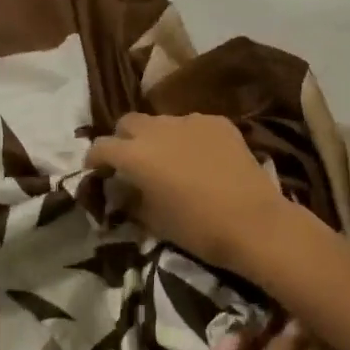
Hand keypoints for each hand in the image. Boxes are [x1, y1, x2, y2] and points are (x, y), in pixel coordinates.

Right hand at [87, 113, 287, 273]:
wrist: (253, 221)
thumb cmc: (198, 228)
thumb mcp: (154, 221)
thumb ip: (132, 199)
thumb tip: (125, 190)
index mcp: (135, 155)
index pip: (101, 146)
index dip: (95, 158)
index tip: (97, 171)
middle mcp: (158, 129)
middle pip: (129, 122)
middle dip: (124, 139)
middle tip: (131, 161)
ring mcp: (190, 121)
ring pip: (162, 121)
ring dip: (157, 137)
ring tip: (169, 159)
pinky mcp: (218, 122)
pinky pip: (192, 124)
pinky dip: (188, 137)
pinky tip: (201, 158)